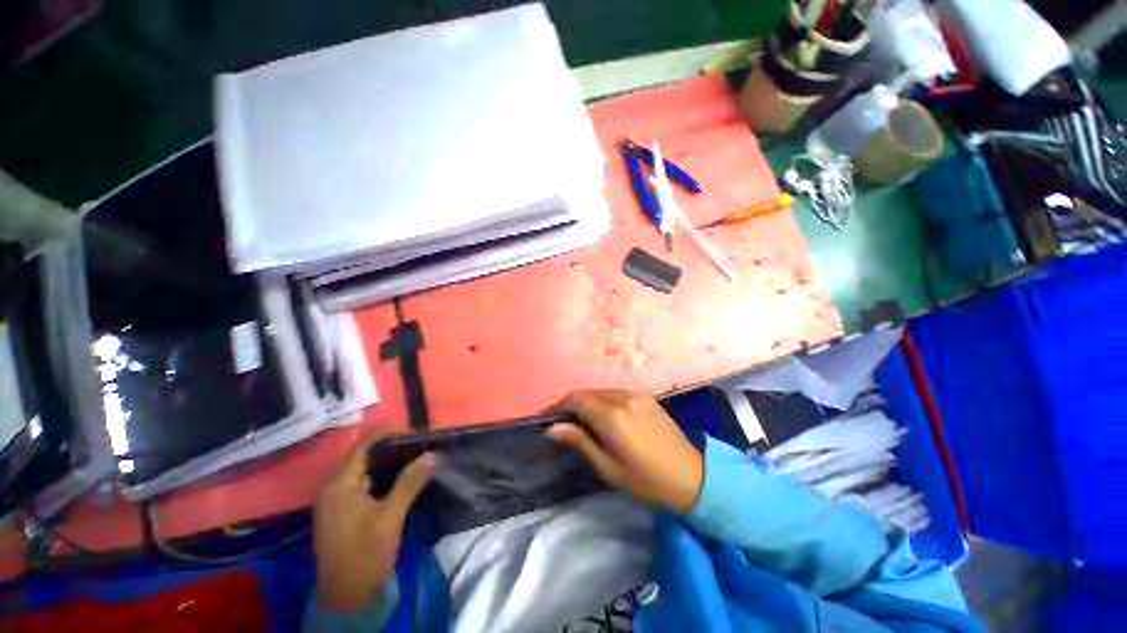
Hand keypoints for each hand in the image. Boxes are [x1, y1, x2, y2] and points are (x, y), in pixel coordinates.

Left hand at [313, 430, 434, 611]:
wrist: (347, 598)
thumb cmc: (365, 555)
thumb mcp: (390, 518)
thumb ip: (410, 482)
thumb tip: (432, 454)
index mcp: (339, 484)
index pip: (364, 445)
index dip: (390, 433)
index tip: (418, 432)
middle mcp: (334, 487)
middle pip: (364, 454)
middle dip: (393, 446)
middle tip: (421, 443)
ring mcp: (337, 500)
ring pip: (365, 468)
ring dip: (390, 460)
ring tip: (416, 454)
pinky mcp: (344, 511)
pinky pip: (364, 482)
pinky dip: (383, 475)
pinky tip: (402, 476)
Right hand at [548, 389, 703, 512]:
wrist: (692, 476)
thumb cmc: (646, 480)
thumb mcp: (608, 467)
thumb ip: (579, 441)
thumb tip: (552, 428)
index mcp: (611, 415)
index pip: (575, 399)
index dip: (559, 406)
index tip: (549, 419)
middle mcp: (622, 397)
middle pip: (587, 392)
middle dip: (572, 403)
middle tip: (564, 423)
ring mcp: (636, 394)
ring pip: (601, 390)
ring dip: (588, 401)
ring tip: (584, 421)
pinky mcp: (646, 396)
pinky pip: (616, 392)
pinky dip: (604, 400)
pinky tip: (606, 417)